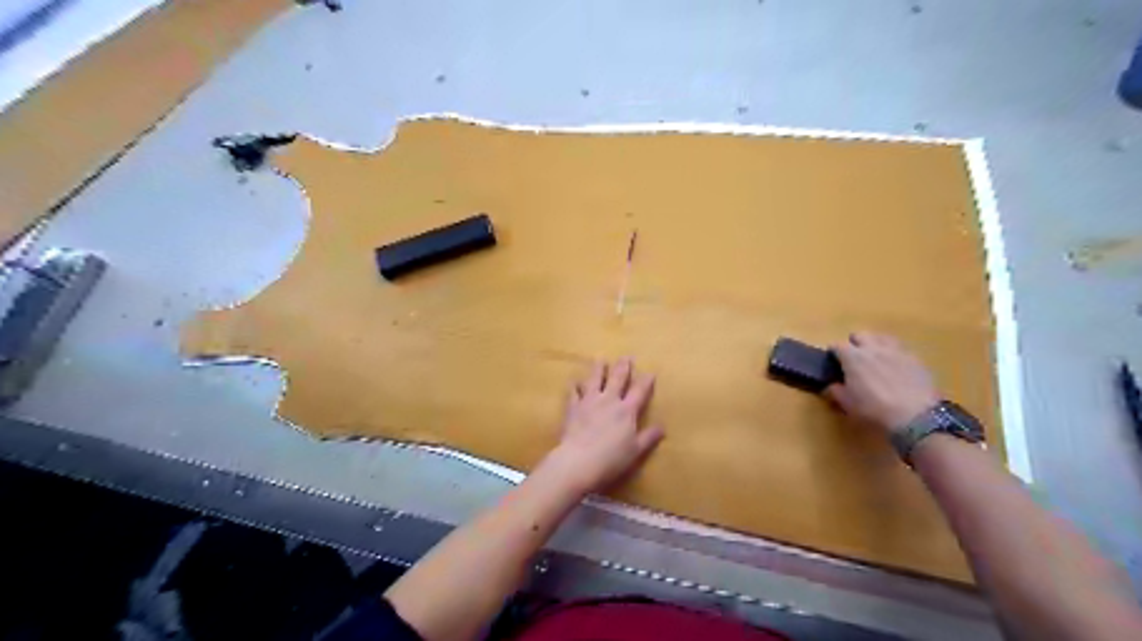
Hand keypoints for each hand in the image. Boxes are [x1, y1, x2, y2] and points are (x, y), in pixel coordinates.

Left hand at [541, 361, 664, 495]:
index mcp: (626, 411)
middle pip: (617, 380)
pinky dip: (574, 386)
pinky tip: (574, 381)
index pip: (639, 392)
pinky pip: (574, 393)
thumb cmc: (611, 458)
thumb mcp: (635, 451)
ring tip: (600, 358)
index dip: (646, 382)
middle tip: (626, 356)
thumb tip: (662, 428)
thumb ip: (648, 437)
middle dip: (623, 367)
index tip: (650, 372)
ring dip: (598, 368)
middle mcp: (609, 401)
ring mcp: (589, 402)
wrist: (579, 460)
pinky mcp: (573, 408)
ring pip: (594, 380)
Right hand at [827, 333, 939, 432]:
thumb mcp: (847, 404)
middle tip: (855, 359)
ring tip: (876, 359)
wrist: (916, 416)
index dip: (834, 353)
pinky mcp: (915, 358)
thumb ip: (835, 391)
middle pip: (860, 334)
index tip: (834, 362)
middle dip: (855, 343)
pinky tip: (896, 367)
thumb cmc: (874, 409)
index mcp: (853, 357)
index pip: (837, 345)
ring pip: (882, 338)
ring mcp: (896, 351)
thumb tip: (832, 385)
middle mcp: (873, 348)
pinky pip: (901, 349)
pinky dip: (894, 354)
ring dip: (876, 345)